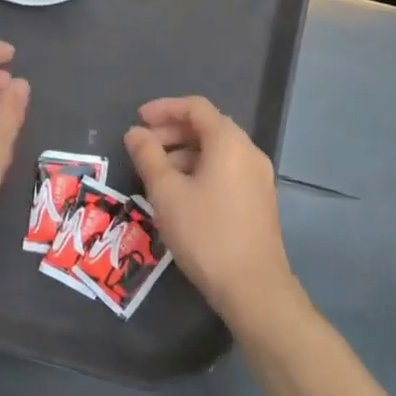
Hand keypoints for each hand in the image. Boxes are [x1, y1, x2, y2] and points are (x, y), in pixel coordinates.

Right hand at [125, 96, 294, 326]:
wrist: (254, 289)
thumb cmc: (206, 234)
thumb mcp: (167, 193)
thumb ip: (148, 156)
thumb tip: (135, 132)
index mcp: (229, 141)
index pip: (195, 107)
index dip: (164, 108)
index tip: (138, 119)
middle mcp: (248, 151)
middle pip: (208, 126)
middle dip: (173, 131)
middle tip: (144, 147)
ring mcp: (258, 176)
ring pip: (217, 150)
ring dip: (185, 152)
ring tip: (158, 174)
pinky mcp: (260, 199)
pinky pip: (227, 169)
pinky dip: (202, 169)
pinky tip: (182, 194)